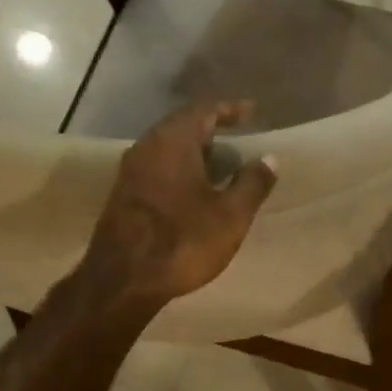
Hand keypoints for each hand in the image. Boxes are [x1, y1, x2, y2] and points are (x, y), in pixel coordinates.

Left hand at [79, 102, 277, 309]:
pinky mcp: (122, 196)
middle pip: (182, 127)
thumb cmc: (182, 241)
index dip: (230, 110)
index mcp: (173, 142)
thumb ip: (252, 183)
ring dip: (195, 154)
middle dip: (212, 132)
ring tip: (221, 169)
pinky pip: (157, 170)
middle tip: (238, 143)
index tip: (251, 113)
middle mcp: (146, 147)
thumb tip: (269, 159)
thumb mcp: (230, 215)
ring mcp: (130, 172)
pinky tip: (195, 193)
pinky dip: (180, 172)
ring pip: (167, 150)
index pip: (204, 110)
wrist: (122, 280)